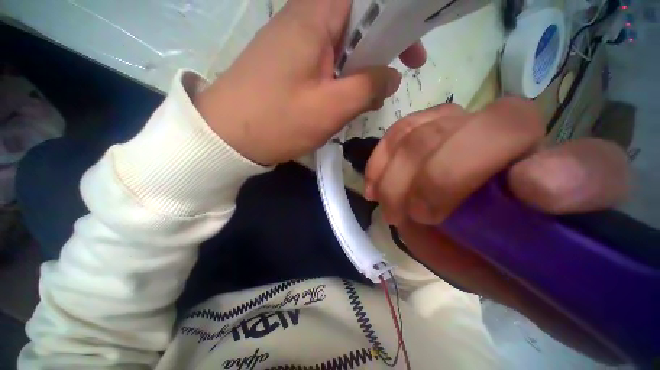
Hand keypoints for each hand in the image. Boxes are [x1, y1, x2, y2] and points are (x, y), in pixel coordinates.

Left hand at [195, 0, 425, 164]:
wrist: (229, 137)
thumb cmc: (278, 121)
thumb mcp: (330, 108)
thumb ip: (367, 88)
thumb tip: (391, 77)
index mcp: (314, 16)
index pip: (366, 0)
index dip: (395, 20)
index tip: (410, 51)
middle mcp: (303, 20)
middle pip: (356, 24)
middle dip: (379, 51)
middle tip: (393, 78)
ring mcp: (293, 44)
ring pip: (340, 49)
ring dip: (358, 73)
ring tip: (364, 101)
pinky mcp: (288, 65)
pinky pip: (324, 65)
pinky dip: (339, 82)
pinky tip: (340, 104)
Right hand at [365, 97, 629, 361]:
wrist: (490, 246)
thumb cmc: (522, 250)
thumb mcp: (555, 242)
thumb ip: (576, 203)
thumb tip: (534, 183)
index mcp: (535, 144)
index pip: (510, 126)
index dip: (471, 165)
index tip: (451, 213)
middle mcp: (490, 127)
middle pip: (439, 133)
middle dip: (423, 181)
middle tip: (415, 216)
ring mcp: (449, 129)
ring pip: (410, 136)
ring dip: (394, 177)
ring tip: (393, 208)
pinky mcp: (418, 138)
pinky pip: (394, 137)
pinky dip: (378, 163)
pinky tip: (374, 186)